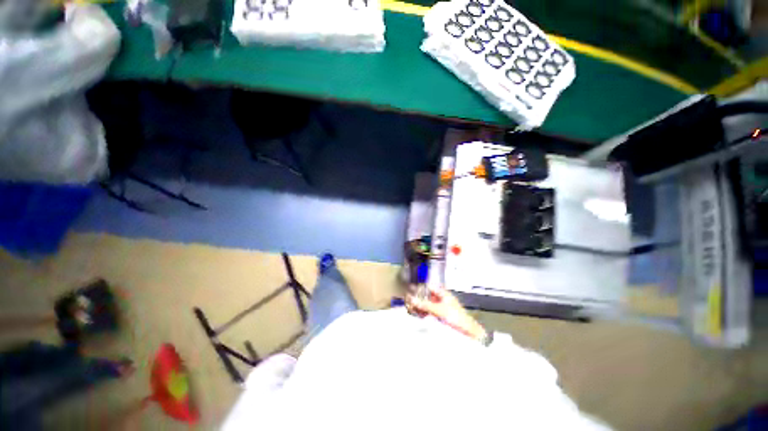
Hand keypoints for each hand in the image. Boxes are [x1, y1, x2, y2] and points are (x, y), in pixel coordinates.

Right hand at [406, 287, 487, 341]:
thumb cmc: (457, 317)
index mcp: (443, 293)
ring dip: (419, 306)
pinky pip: (429, 313)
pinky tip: (418, 315)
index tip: (410, 289)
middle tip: (409, 301)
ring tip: (411, 308)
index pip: (429, 287)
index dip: (420, 287)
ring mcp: (440, 308)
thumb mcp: (439, 310)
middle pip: (427, 296)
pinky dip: (423, 313)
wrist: (468, 332)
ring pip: (427, 305)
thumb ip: (425, 305)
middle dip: (418, 298)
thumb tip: (412, 299)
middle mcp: (441, 299)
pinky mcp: (440, 317)